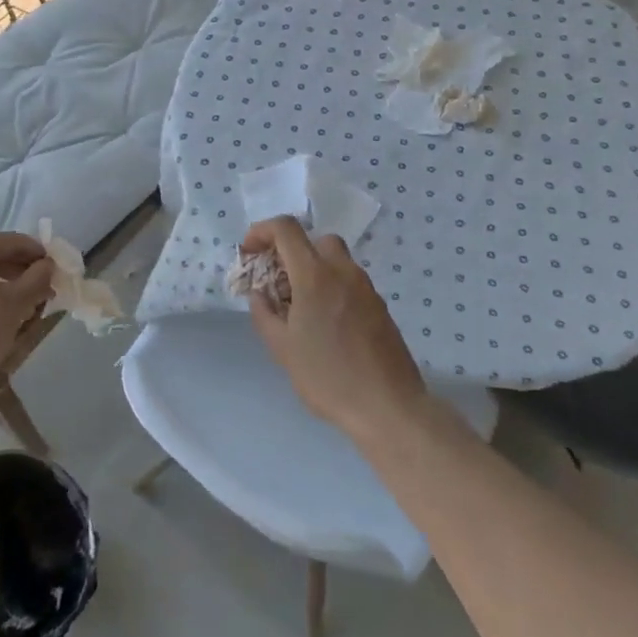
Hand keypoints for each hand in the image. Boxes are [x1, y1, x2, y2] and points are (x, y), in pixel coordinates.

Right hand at [241, 217, 427, 443]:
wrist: (388, 407)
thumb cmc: (327, 376)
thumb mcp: (282, 348)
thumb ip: (264, 313)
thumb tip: (260, 294)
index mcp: (315, 275)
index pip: (286, 228)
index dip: (261, 231)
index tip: (249, 254)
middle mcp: (343, 271)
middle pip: (314, 240)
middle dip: (290, 252)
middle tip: (276, 282)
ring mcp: (366, 288)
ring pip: (335, 260)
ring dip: (312, 270)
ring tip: (298, 307)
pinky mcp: (379, 307)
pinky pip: (349, 282)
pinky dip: (331, 287)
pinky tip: (324, 323)